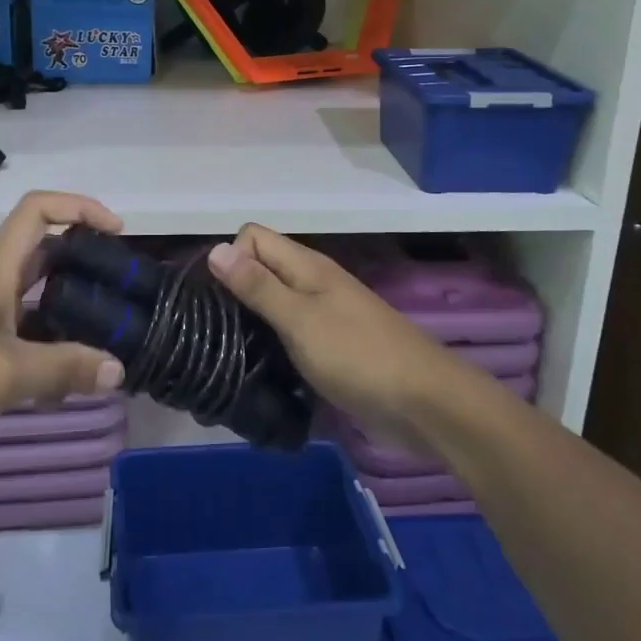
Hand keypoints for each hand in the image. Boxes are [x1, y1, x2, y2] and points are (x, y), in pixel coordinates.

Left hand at [0, 192, 126, 477]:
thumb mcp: (3, 376)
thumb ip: (63, 369)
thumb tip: (119, 368)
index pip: (40, 210)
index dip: (81, 207)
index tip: (118, 233)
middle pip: (44, 252)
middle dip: (85, 263)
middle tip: (123, 292)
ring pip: (34, 297)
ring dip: (69, 311)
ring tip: (107, 339)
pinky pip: (19, 333)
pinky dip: (46, 346)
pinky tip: (65, 381)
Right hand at [206, 225, 468, 449]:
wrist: (425, 404)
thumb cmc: (358, 356)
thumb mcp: (300, 320)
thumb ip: (258, 286)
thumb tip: (215, 248)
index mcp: (307, 266)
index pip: (252, 237)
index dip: (231, 258)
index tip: (219, 298)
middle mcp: (313, 283)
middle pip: (261, 269)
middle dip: (235, 291)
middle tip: (214, 331)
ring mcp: (324, 316)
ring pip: (274, 303)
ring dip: (252, 322)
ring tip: (229, 353)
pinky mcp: (331, 347)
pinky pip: (290, 334)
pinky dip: (273, 345)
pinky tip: (261, 369)